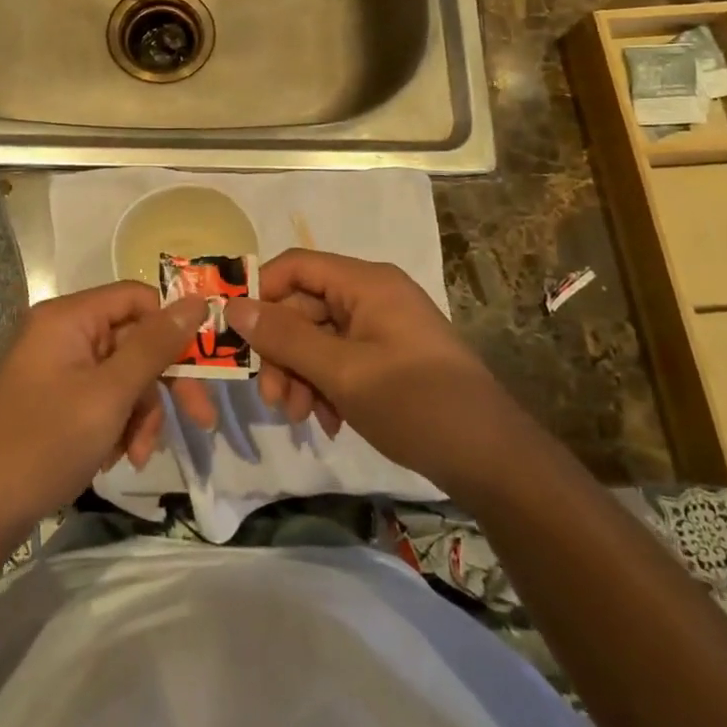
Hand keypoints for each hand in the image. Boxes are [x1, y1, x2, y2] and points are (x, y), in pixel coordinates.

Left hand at [0, 284, 204, 536]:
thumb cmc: (46, 443)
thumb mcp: (110, 395)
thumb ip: (155, 346)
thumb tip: (198, 301)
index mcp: (68, 317)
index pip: (138, 298)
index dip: (173, 326)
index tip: (206, 362)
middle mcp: (62, 332)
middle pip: (134, 340)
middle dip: (162, 384)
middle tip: (200, 419)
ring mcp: (57, 366)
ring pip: (123, 375)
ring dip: (140, 413)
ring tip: (137, 455)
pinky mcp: (56, 397)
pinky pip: (103, 396)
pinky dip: (118, 424)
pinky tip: (116, 458)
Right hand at [222, 249, 517, 494]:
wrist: (493, 460)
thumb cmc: (416, 405)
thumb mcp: (343, 373)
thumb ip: (286, 338)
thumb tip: (234, 306)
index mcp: (367, 283)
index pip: (296, 266)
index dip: (262, 293)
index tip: (236, 334)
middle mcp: (373, 295)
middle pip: (305, 307)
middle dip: (282, 351)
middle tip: (272, 398)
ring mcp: (383, 328)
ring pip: (319, 338)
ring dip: (301, 374)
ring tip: (300, 417)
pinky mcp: (390, 358)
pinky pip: (341, 359)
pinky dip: (326, 386)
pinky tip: (328, 422)